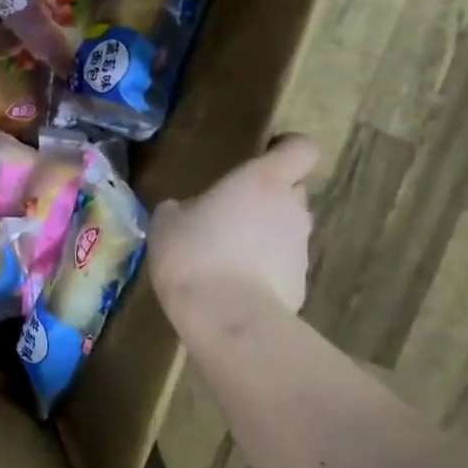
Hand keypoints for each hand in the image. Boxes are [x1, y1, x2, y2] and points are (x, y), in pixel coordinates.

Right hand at [149, 134, 318, 324]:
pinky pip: (282, 264)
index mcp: (262, 182)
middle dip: (268, 196)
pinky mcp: (301, 283)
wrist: (227, 318)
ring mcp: (300, 248)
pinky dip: (264, 268)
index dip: (287, 148)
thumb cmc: (193, 254)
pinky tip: (233, 285)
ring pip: (286, 229)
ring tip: (226, 254)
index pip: (301, 149)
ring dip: (264, 234)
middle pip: (292, 190)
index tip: (266, 154)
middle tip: (232, 211)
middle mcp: (291, 209)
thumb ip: (181, 209)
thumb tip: (184, 211)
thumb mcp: (166, 223)